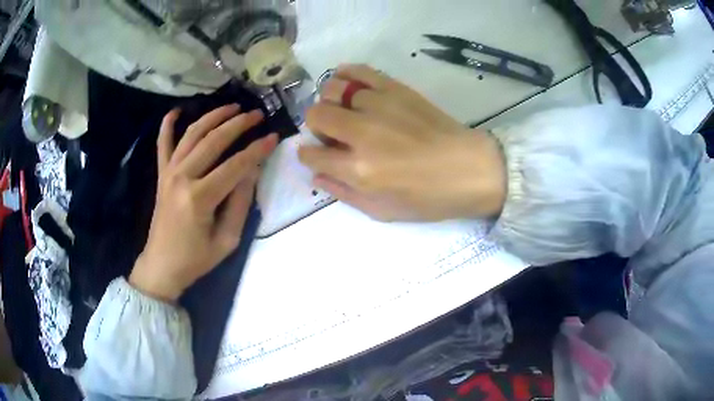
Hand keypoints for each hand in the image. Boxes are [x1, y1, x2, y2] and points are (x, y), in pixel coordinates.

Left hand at [129, 105, 277, 301]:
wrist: (161, 266)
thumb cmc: (196, 259)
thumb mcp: (227, 240)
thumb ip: (240, 203)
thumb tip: (252, 170)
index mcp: (200, 197)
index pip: (235, 165)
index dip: (257, 150)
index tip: (274, 137)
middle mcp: (183, 177)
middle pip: (214, 141)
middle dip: (238, 124)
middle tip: (257, 114)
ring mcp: (169, 173)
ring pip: (192, 134)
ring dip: (213, 116)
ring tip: (232, 107)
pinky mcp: (161, 174)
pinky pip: (163, 144)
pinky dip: (167, 125)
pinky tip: (176, 111)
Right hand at [298, 64, 505, 221]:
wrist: (469, 169)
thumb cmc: (428, 198)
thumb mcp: (382, 211)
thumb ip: (344, 193)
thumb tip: (315, 175)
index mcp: (359, 169)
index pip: (311, 155)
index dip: (308, 155)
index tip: (316, 154)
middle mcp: (362, 133)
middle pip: (316, 115)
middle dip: (317, 126)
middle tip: (332, 133)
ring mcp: (379, 105)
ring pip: (333, 89)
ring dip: (331, 101)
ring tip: (344, 110)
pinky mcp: (395, 88)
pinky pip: (359, 71)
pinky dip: (346, 74)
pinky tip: (348, 84)